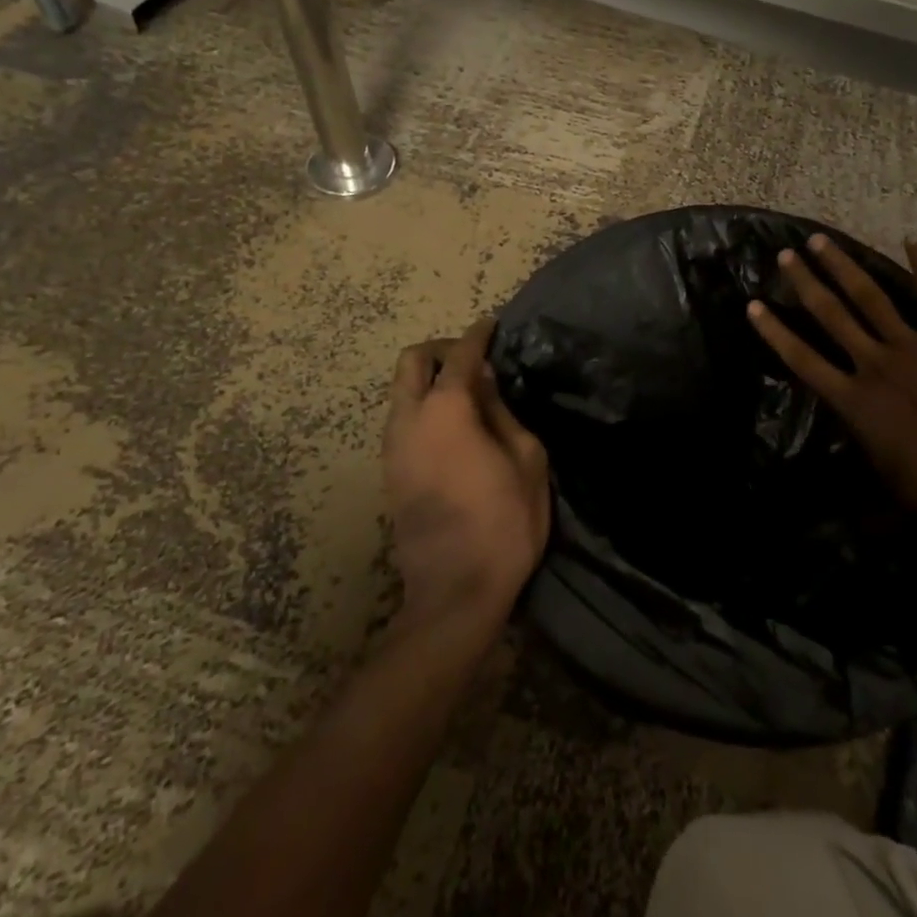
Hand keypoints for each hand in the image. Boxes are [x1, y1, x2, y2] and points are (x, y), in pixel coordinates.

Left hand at [382, 319, 549, 627]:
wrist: (455, 593)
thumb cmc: (504, 522)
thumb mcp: (526, 459)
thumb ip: (502, 411)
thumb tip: (486, 381)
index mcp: (446, 410)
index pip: (459, 355)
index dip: (478, 335)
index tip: (492, 324)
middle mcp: (409, 419)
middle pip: (411, 361)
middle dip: (441, 349)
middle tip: (475, 360)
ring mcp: (392, 447)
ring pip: (401, 391)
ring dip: (430, 380)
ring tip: (469, 395)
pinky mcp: (389, 472)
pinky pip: (402, 419)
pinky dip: (424, 406)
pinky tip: (455, 427)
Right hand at [747, 234, 916, 515]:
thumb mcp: (886, 497)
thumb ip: (859, 493)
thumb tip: (840, 524)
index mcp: (852, 400)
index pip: (801, 359)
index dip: (774, 332)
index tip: (753, 305)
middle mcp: (873, 364)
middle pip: (830, 315)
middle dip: (804, 283)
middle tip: (784, 255)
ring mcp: (912, 347)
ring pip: (869, 297)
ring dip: (842, 267)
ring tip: (821, 241)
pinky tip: (914, 239)